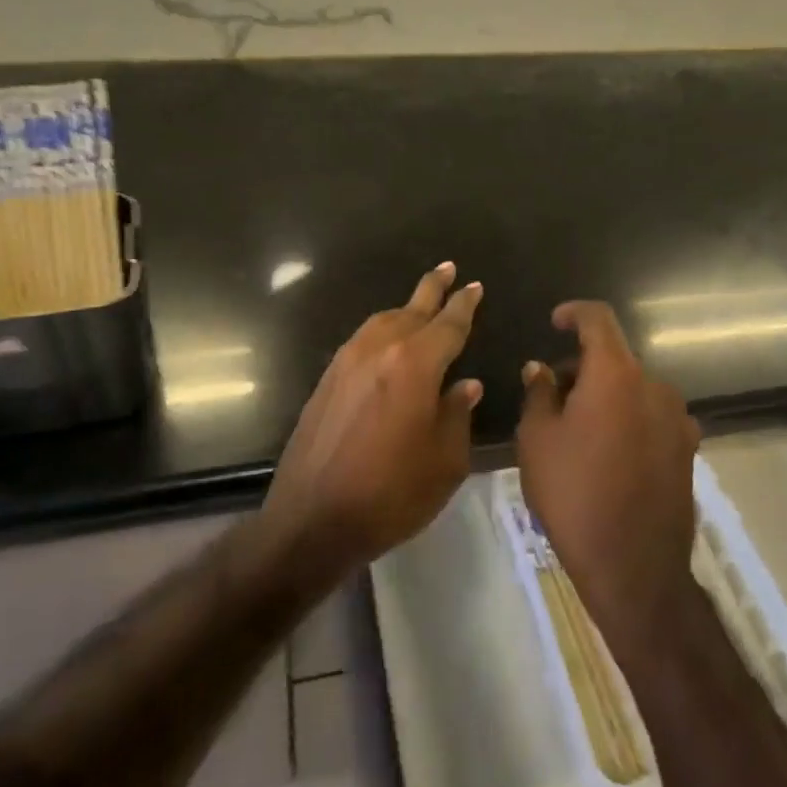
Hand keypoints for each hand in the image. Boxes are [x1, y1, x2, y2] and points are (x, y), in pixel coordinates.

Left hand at [262, 263, 482, 579]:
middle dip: (433, 288)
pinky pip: (362, 339)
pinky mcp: (327, 378)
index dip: (464, 305)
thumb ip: (457, 415)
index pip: (448, 324)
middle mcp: (380, 350)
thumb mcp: (444, 461)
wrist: (312, 518)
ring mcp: (347, 361)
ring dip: (406, 309)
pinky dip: (382, 331)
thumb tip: (465, 385)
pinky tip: (387, 342)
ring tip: (421, 305)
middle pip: (412, 309)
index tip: (474, 286)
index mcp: (415, 364)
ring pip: (383, 320)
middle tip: (448, 268)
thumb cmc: (391, 493)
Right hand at [517, 301, 700, 645]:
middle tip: (552, 395)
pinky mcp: (687, 449)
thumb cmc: (574, 494)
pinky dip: (627, 418)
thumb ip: (540, 393)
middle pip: (615, 358)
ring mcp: (677, 419)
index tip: (554, 322)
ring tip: (577, 430)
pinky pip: (651, 416)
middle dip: (582, 367)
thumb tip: (541, 369)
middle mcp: (654, 386)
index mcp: (616, 375)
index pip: (598, 320)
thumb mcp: (538, 440)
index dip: (574, 313)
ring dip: (606, 395)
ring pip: (633, 388)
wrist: (634, 567)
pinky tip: (608, 454)